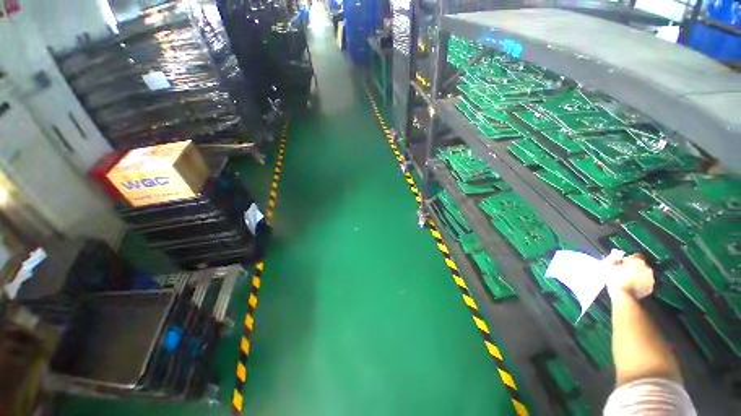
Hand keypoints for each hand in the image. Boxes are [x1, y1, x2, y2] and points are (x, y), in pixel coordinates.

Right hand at [606, 254, 654, 299]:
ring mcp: (650, 278)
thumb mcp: (610, 267)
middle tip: (625, 272)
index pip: (635, 256)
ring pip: (644, 274)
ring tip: (628, 280)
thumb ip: (615, 259)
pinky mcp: (651, 288)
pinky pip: (645, 283)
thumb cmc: (615, 279)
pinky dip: (640, 284)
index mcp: (638, 261)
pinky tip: (632, 287)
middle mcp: (647, 268)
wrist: (624, 296)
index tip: (621, 264)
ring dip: (638, 276)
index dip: (628, 259)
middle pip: (641, 265)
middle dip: (635, 268)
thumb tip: (617, 254)